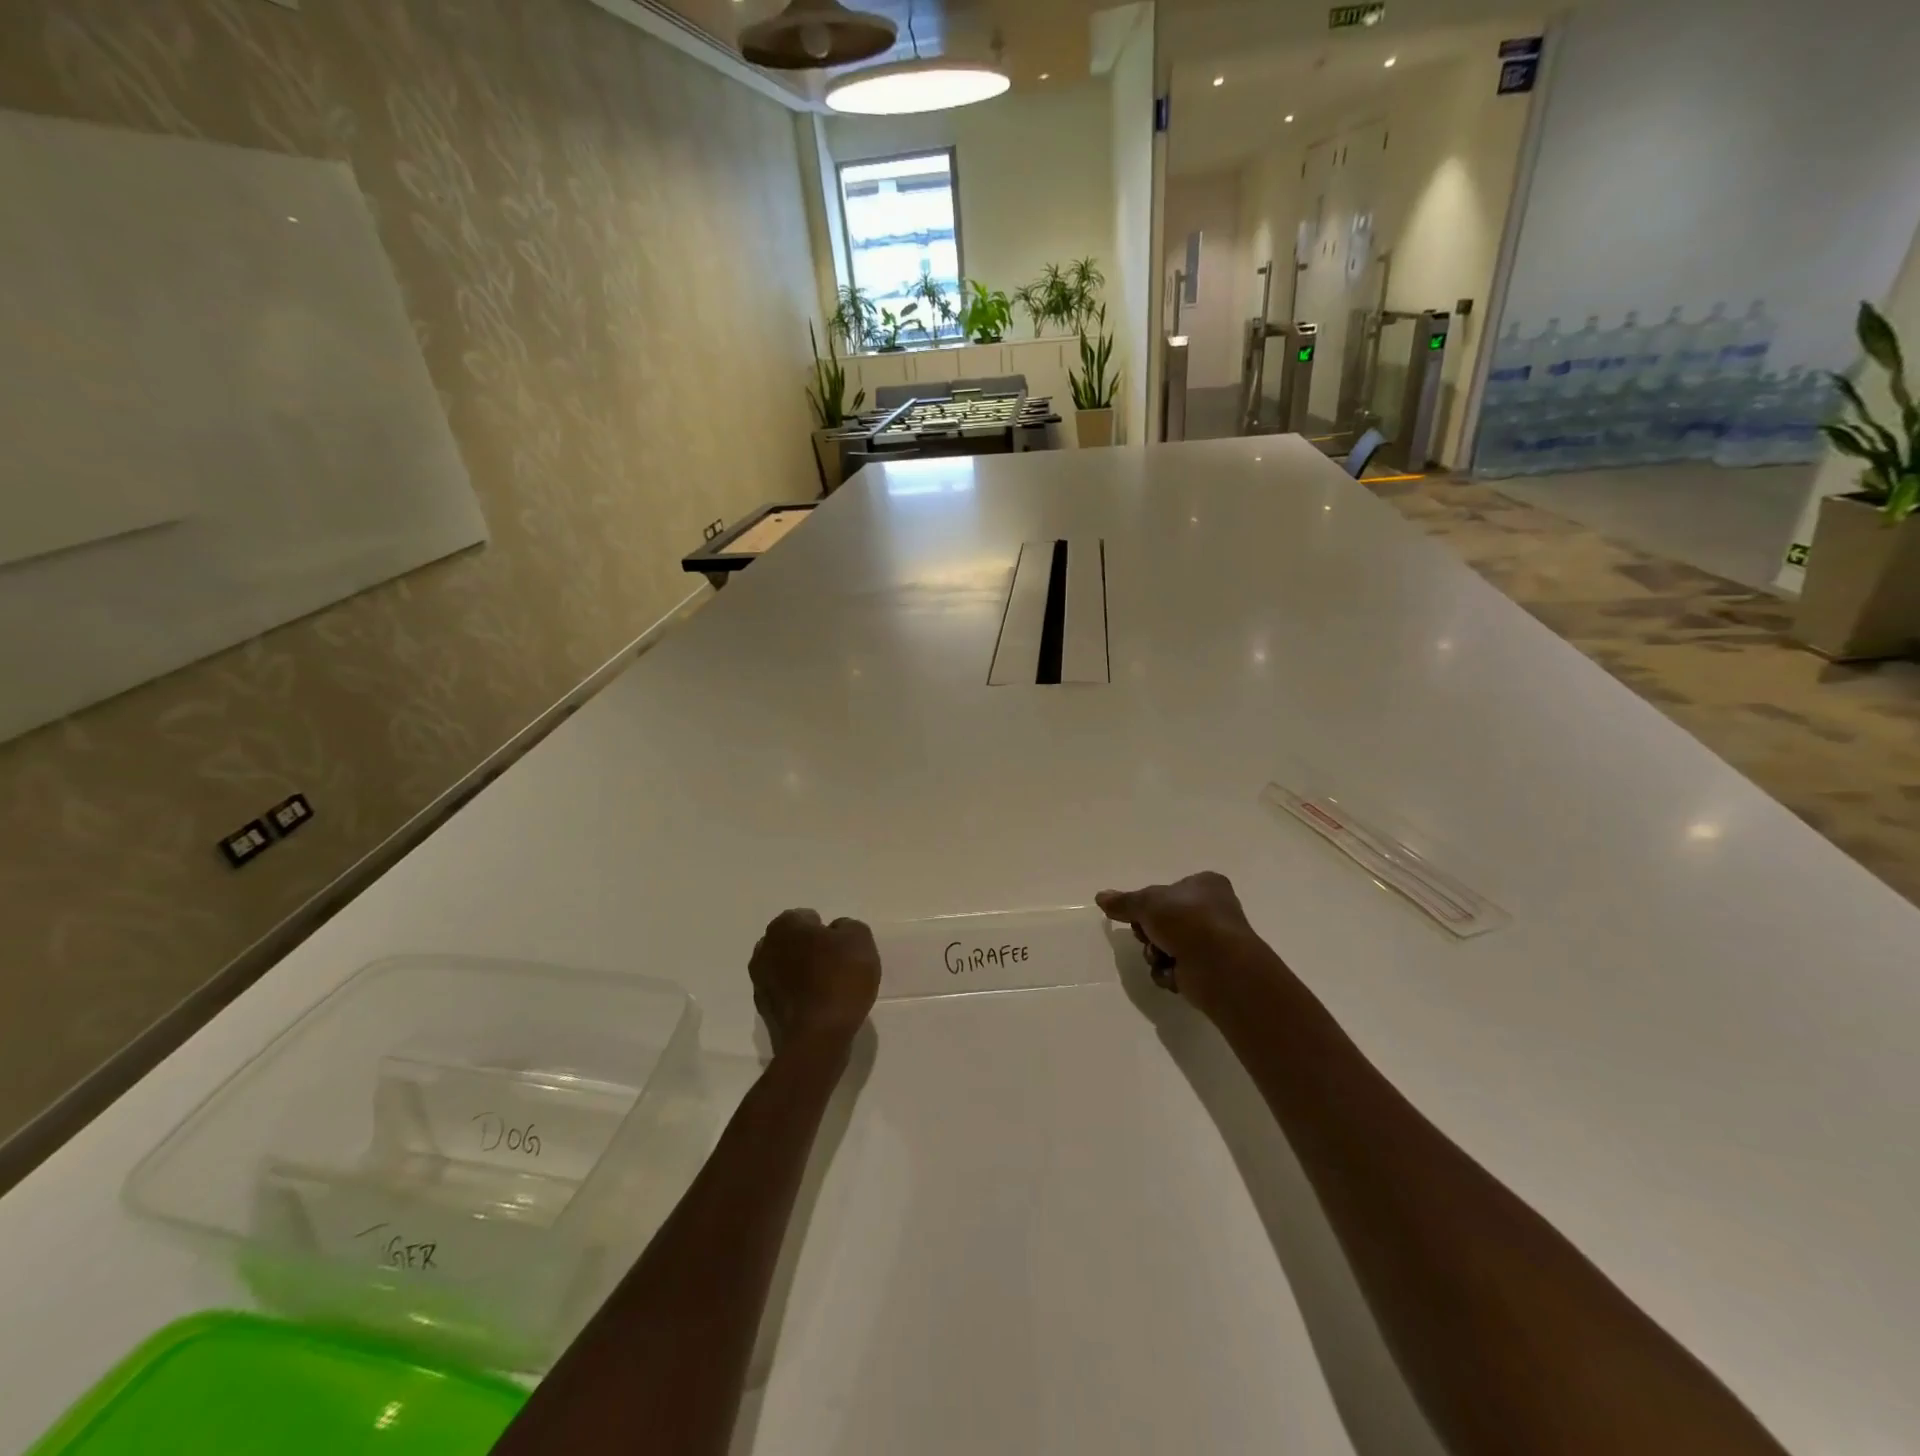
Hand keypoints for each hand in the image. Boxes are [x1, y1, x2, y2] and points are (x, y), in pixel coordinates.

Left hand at [749, 909, 881, 1054]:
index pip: (806, 917)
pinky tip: (818, 1006)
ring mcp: (759, 982)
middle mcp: (764, 949)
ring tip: (828, 987)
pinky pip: (785, 993)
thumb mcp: (859, 939)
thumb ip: (847, 927)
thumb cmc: (839, 978)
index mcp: (784, 926)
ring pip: (786, 968)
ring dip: (801, 973)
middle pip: (792, 942)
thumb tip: (835, 932)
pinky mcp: (764, 1011)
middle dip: (809, 949)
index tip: (840, 946)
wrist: (818, 1037)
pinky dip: (798, 996)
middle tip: (835, 964)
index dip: (825, 930)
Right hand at [1095, 872, 1274, 1014]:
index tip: (1138, 913)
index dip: (1150, 903)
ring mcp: (1211, 942)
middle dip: (1149, 932)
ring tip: (1161, 957)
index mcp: (1206, 885)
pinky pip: (1175, 969)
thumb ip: (1123, 902)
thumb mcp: (1148, 903)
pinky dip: (1168, 972)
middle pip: (1164, 920)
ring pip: (1166, 946)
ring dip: (1156, 953)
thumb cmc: (1188, 921)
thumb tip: (1100, 896)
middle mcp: (1212, 911)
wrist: (1219, 966)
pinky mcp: (1207, 970)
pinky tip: (1172, 973)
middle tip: (1146, 934)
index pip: (1170, 890)